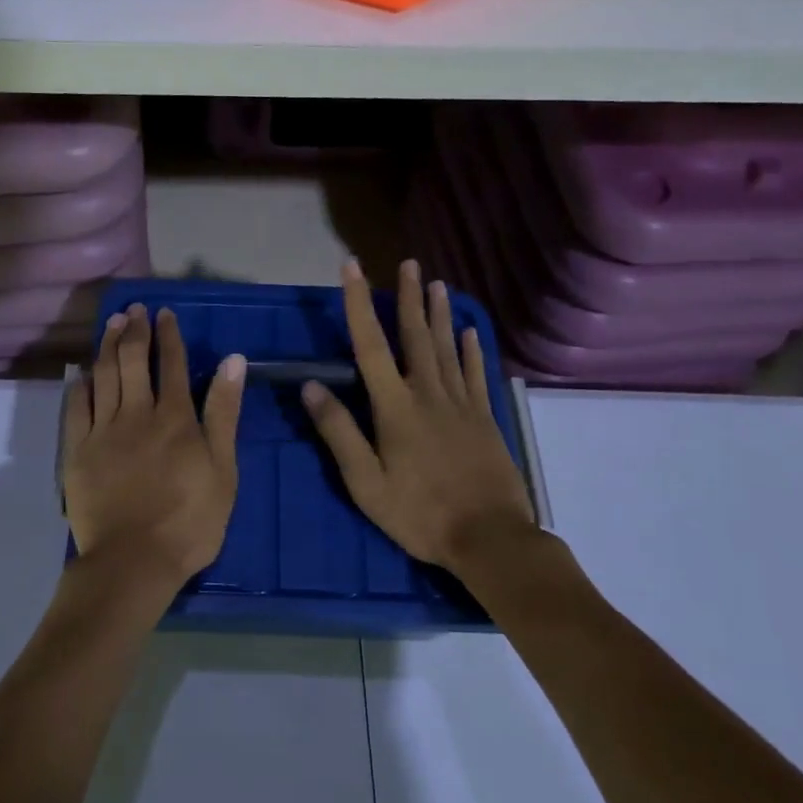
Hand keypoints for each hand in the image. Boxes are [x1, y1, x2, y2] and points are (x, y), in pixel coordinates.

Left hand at [62, 304, 246, 596]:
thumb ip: (224, 412)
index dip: (168, 335)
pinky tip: (82, 372)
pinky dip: (80, 386)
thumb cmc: (190, 520)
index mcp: (174, 417)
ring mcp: (103, 431)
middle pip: (132, 361)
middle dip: (134, 330)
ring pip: (103, 376)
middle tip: (134, 308)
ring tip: (111, 322)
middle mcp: (136, 413)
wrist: (134, 561)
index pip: (170, 364)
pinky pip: (76, 409)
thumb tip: (233, 360)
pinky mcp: (78, 452)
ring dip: (107, 345)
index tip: (164, 313)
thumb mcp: (223, 468)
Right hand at [303, 259, 536, 570]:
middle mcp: (428, 394)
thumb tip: (312, 386)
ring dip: (439, 314)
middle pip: (416, 336)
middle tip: (409, 263)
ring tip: (437, 283)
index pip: (371, 345)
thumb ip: (339, 432)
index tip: (352, 268)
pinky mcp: (484, 418)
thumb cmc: (420, 513)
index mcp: (395, 407)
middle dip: (409, 297)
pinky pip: (476, 374)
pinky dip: (472, 350)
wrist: (490, 538)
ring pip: (447, 348)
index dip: (359, 304)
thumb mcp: (366, 482)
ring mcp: (461, 404)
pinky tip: (470, 332)